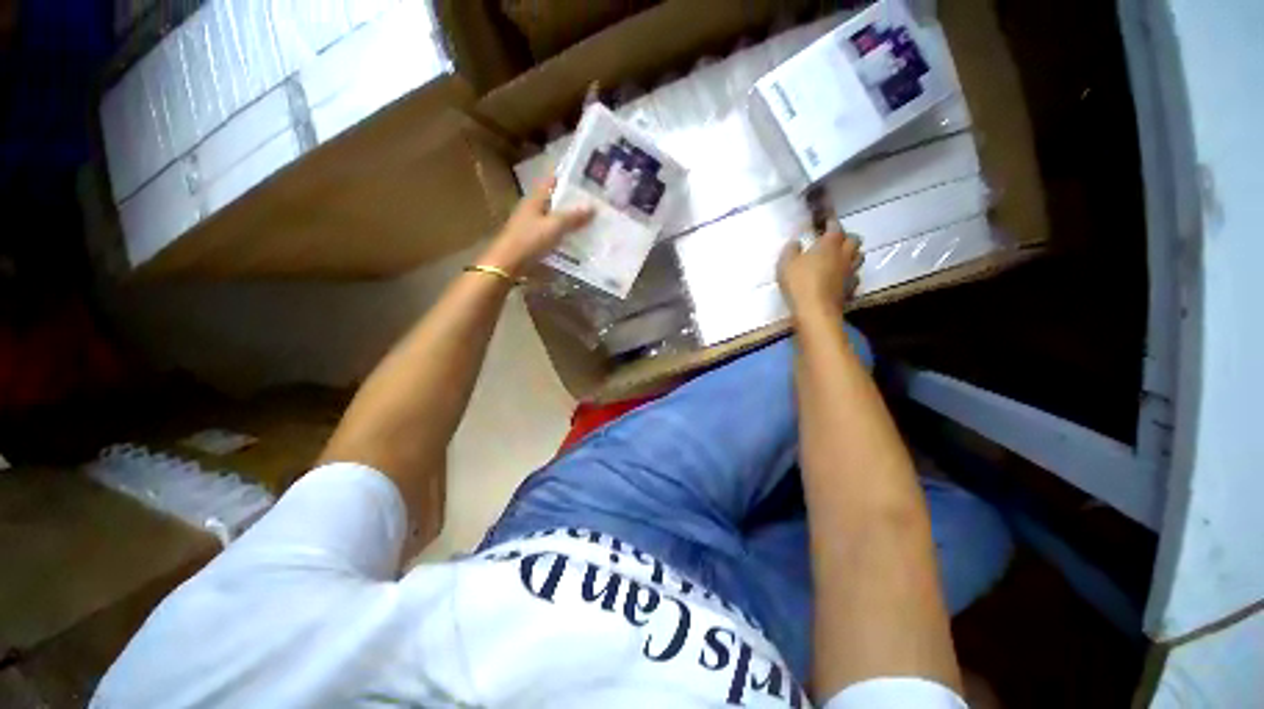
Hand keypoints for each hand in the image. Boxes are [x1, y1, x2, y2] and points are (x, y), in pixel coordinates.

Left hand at [479, 177, 594, 274]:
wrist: (508, 264)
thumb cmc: (529, 241)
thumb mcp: (554, 227)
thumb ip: (573, 217)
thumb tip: (593, 207)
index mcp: (535, 199)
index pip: (552, 181)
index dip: (568, 178)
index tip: (586, 179)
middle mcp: (532, 208)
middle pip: (555, 200)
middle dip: (573, 201)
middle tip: (595, 203)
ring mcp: (532, 225)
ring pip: (555, 218)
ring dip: (570, 219)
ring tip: (591, 222)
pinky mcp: (533, 241)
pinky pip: (553, 233)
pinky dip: (564, 234)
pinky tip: (576, 240)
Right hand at [778, 226, 862, 317]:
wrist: (815, 310)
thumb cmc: (799, 282)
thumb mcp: (786, 263)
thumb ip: (791, 250)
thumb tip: (796, 242)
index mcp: (830, 244)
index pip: (835, 227)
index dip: (831, 223)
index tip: (826, 222)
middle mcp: (845, 255)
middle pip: (854, 240)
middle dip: (846, 238)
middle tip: (835, 241)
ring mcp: (850, 273)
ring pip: (859, 257)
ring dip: (852, 255)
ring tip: (841, 258)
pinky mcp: (851, 289)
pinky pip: (854, 277)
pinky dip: (849, 275)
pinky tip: (841, 279)